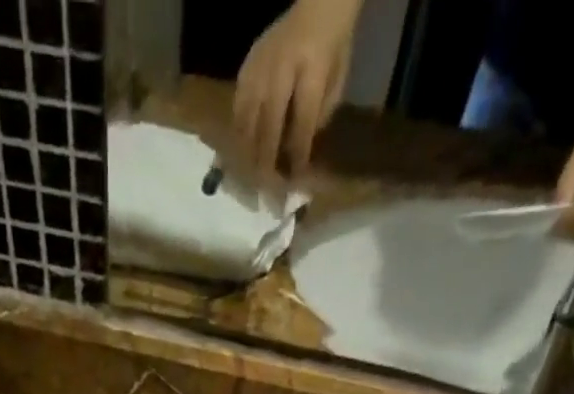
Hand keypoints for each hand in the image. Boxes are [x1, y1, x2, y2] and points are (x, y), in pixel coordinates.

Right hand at [233, 0, 356, 178]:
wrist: (317, 3)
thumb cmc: (332, 47)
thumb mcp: (336, 82)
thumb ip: (318, 118)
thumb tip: (298, 156)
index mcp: (311, 70)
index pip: (302, 124)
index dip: (297, 156)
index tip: (293, 184)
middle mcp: (281, 70)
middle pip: (268, 128)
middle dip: (267, 164)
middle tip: (264, 193)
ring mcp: (259, 69)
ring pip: (247, 123)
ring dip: (247, 155)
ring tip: (249, 180)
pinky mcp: (246, 69)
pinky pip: (237, 109)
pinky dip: (238, 135)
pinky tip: (239, 153)